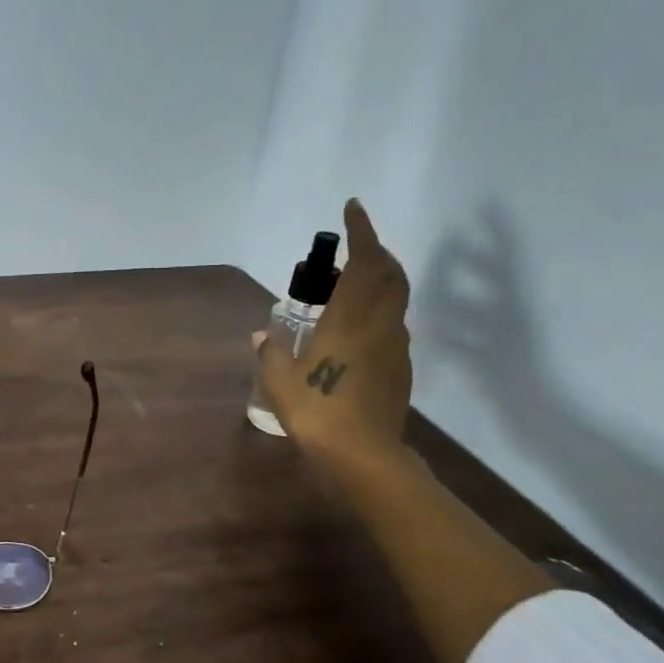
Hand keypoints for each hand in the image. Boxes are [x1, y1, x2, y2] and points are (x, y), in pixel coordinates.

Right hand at [254, 199, 413, 460]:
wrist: (363, 453)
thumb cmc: (316, 410)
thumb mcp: (279, 381)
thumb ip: (270, 352)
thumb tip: (262, 334)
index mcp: (349, 319)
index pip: (365, 262)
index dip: (362, 232)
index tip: (353, 209)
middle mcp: (379, 324)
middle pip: (391, 274)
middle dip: (377, 252)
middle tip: (355, 247)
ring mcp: (395, 346)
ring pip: (395, 299)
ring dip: (380, 282)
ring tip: (352, 287)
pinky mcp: (401, 367)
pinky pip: (392, 326)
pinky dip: (379, 312)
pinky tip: (357, 331)